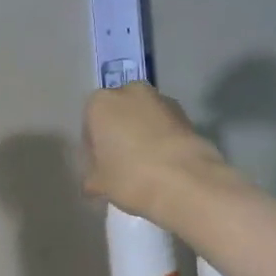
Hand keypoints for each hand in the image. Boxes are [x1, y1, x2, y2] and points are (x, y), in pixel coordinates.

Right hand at [82, 83, 227, 220]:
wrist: (184, 181)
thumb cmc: (129, 177)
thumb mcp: (98, 184)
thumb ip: (92, 177)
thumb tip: (93, 182)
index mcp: (100, 103)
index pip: (89, 125)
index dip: (93, 149)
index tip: (99, 168)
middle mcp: (129, 91)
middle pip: (117, 115)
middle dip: (118, 135)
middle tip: (121, 165)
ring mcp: (161, 99)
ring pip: (142, 118)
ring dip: (141, 135)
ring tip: (145, 166)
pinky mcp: (186, 113)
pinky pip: (164, 126)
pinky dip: (161, 139)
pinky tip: (163, 164)